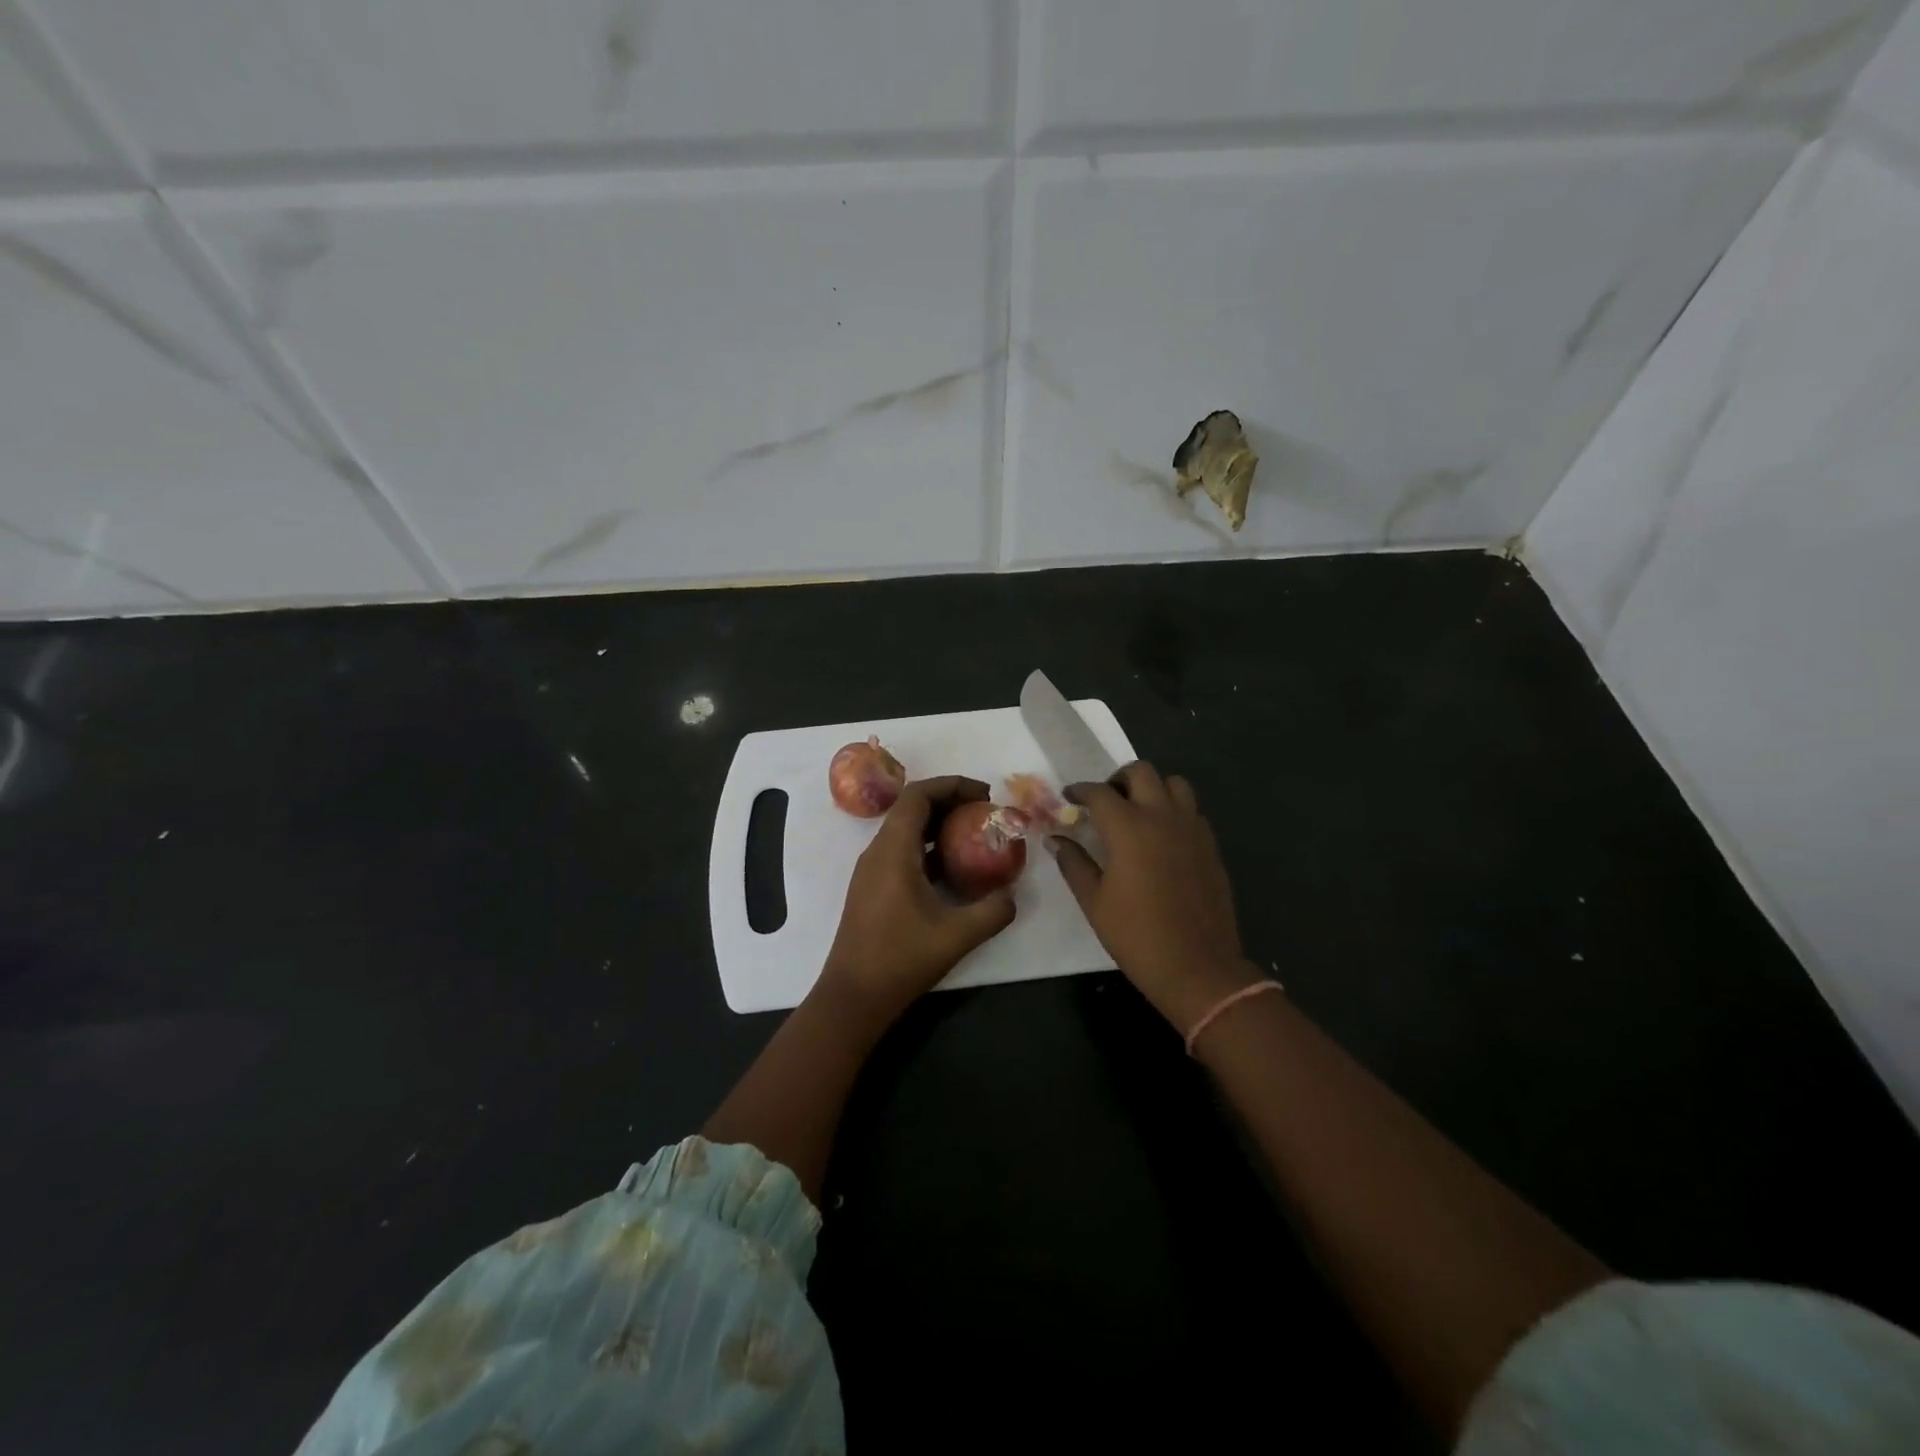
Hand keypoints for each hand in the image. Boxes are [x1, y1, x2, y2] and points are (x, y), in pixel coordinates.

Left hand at [818, 776, 1016, 1026]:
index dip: (951, 785)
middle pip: (912, 808)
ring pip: (906, 830)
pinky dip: (929, 847)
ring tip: (975, 834)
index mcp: (893, 851)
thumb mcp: (957, 936)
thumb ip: (992, 911)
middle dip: (950, 802)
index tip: (984, 794)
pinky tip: (954, 869)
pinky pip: (902, 851)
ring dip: (939, 825)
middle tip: (985, 811)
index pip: (917, 795)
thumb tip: (1012, 895)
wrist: (853, 996)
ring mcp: (872, 870)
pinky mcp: (873, 887)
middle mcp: (878, 852)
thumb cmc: (900, 960)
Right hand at [1052, 762, 1259, 1031]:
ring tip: (1138, 812)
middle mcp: (1162, 817)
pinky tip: (1163, 837)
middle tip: (1105, 801)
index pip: (1099, 792)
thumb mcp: (1095, 901)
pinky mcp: (1211, 845)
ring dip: (1152, 788)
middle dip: (1118, 779)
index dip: (1080, 791)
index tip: (1069, 797)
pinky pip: (1192, 810)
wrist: (1198, 967)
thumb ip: (1074, 864)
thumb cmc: (1137, 935)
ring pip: (1174, 784)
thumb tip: (1056, 840)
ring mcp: (1192, 828)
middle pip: (1142, 772)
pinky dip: (1174, 810)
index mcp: (1128, 828)